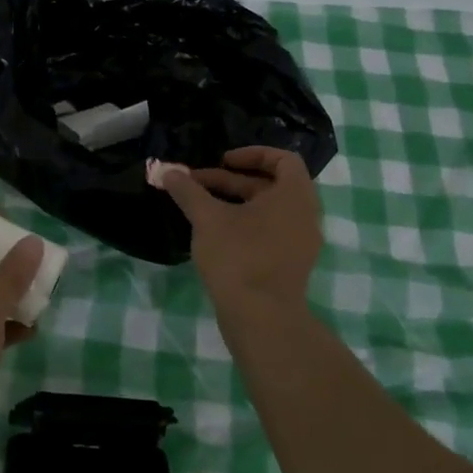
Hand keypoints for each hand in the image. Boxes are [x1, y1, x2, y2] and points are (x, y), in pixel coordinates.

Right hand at [160, 147, 323, 311]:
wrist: (262, 318)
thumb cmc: (239, 257)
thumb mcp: (207, 218)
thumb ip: (188, 191)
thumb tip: (168, 172)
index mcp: (294, 196)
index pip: (283, 159)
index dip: (252, 154)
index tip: (222, 160)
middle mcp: (304, 215)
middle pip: (270, 185)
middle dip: (231, 180)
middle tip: (197, 184)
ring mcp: (300, 243)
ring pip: (268, 210)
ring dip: (235, 202)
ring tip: (200, 208)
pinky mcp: (290, 265)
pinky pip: (270, 232)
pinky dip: (245, 224)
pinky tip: (214, 234)